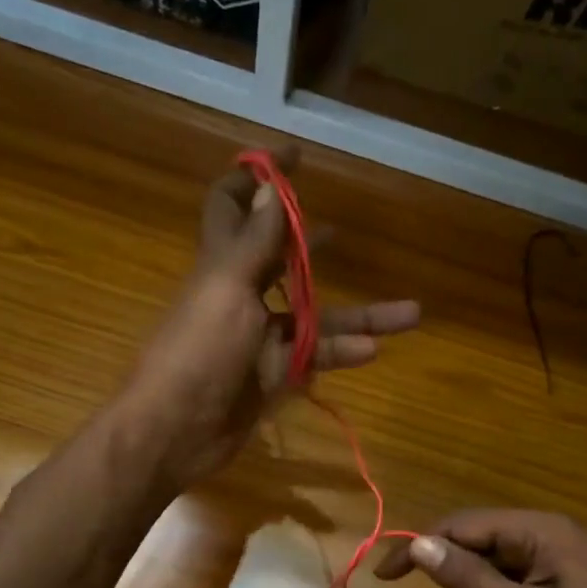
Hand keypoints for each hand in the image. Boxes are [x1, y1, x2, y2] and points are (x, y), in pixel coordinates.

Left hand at [121, 147, 419, 486]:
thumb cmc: (197, 353)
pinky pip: (314, 358)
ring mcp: (260, 339)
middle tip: (344, 231)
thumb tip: (272, 186)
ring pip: (316, 317)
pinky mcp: (273, 376)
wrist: (176, 431)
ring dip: (360, 314)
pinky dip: (342, 352)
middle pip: (284, 260)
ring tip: (409, 312)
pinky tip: (374, 350)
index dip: (260, 177)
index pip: (235, 206)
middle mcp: (242, 295)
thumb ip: (255, 242)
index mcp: (223, 264)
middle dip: (312, 243)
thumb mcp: (227, 289)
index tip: (296, 156)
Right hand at [376, 509, 586, 587]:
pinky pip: (523, 569)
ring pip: (502, 552)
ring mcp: (569, 553)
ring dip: (472, 572)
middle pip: (484, 533)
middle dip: (446, 557)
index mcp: (544, 530)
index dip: (421, 544)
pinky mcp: (576, 576)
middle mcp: (556, 530)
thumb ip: (469, 578)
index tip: (385, 575)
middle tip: (410, 587)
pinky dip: (498, 584)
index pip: (466, 524)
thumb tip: (418, 544)